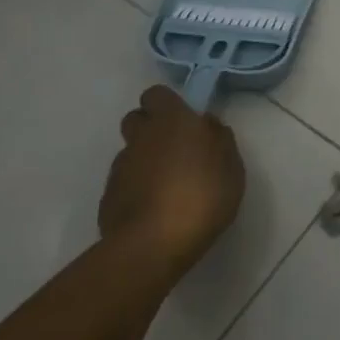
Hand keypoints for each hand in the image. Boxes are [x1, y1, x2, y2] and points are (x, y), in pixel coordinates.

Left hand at [101, 85, 245, 273]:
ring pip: (130, 153)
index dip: (168, 104)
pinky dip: (136, 188)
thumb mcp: (231, 166)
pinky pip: (124, 183)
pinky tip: (154, 209)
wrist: (153, 244)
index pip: (156, 94)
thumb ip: (219, 140)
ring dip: (145, 161)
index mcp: (172, 121)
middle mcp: (141, 138)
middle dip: (151, 129)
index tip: (185, 121)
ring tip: (167, 187)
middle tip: (175, 150)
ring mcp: (120, 168)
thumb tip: (207, 124)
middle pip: (136, 119)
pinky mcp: (108, 198)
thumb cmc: (202, 196)